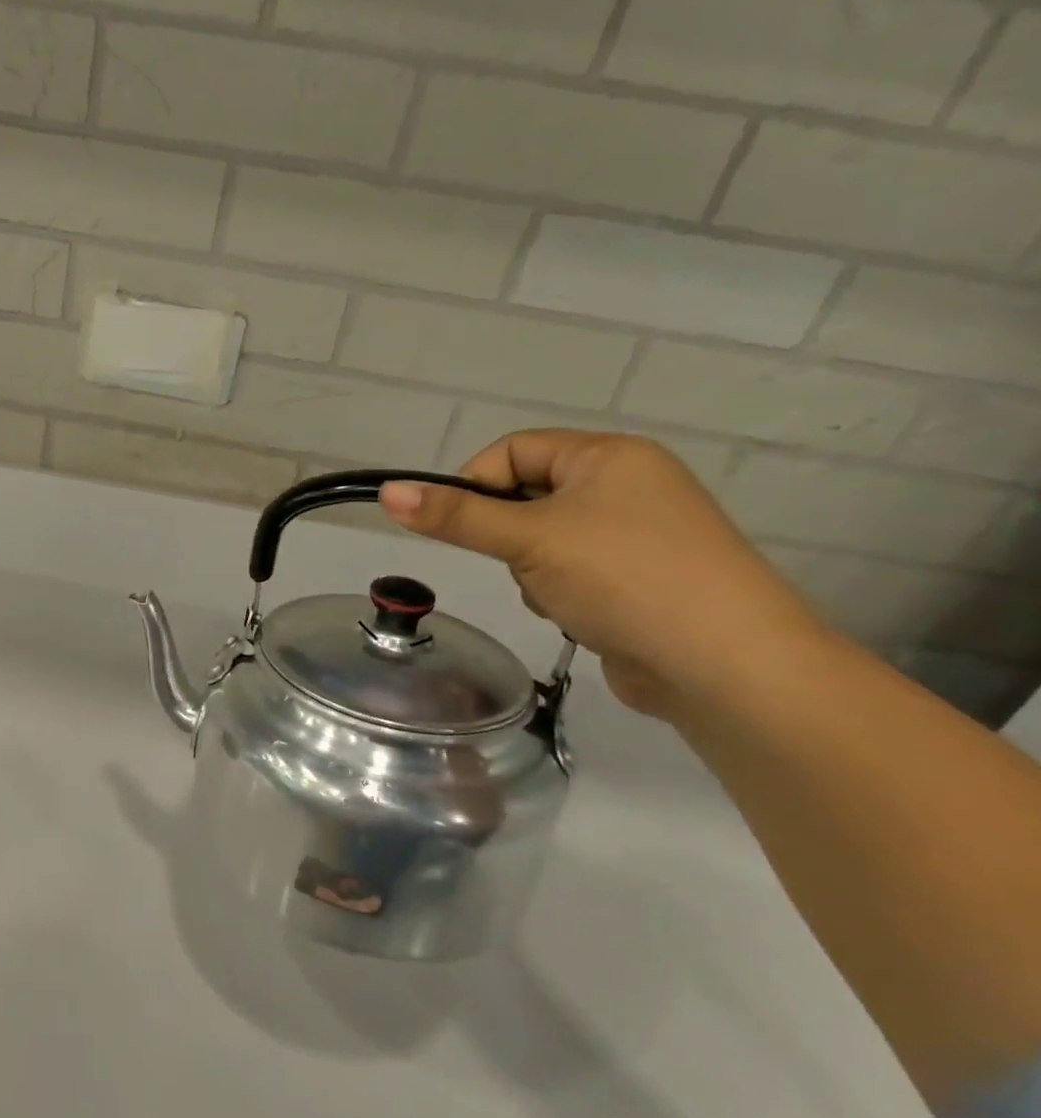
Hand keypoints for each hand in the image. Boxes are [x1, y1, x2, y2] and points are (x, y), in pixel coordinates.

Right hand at [381, 430, 816, 717]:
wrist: (727, 667)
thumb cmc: (625, 578)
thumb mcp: (529, 539)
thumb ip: (455, 516)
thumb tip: (388, 492)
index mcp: (608, 456)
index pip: (513, 450)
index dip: (476, 483)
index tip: (458, 525)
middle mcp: (626, 486)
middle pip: (525, 496)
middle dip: (508, 536)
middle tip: (521, 562)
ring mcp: (636, 536)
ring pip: (541, 540)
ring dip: (532, 570)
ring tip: (561, 595)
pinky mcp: (638, 580)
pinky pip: (569, 572)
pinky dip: (559, 592)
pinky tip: (581, 615)